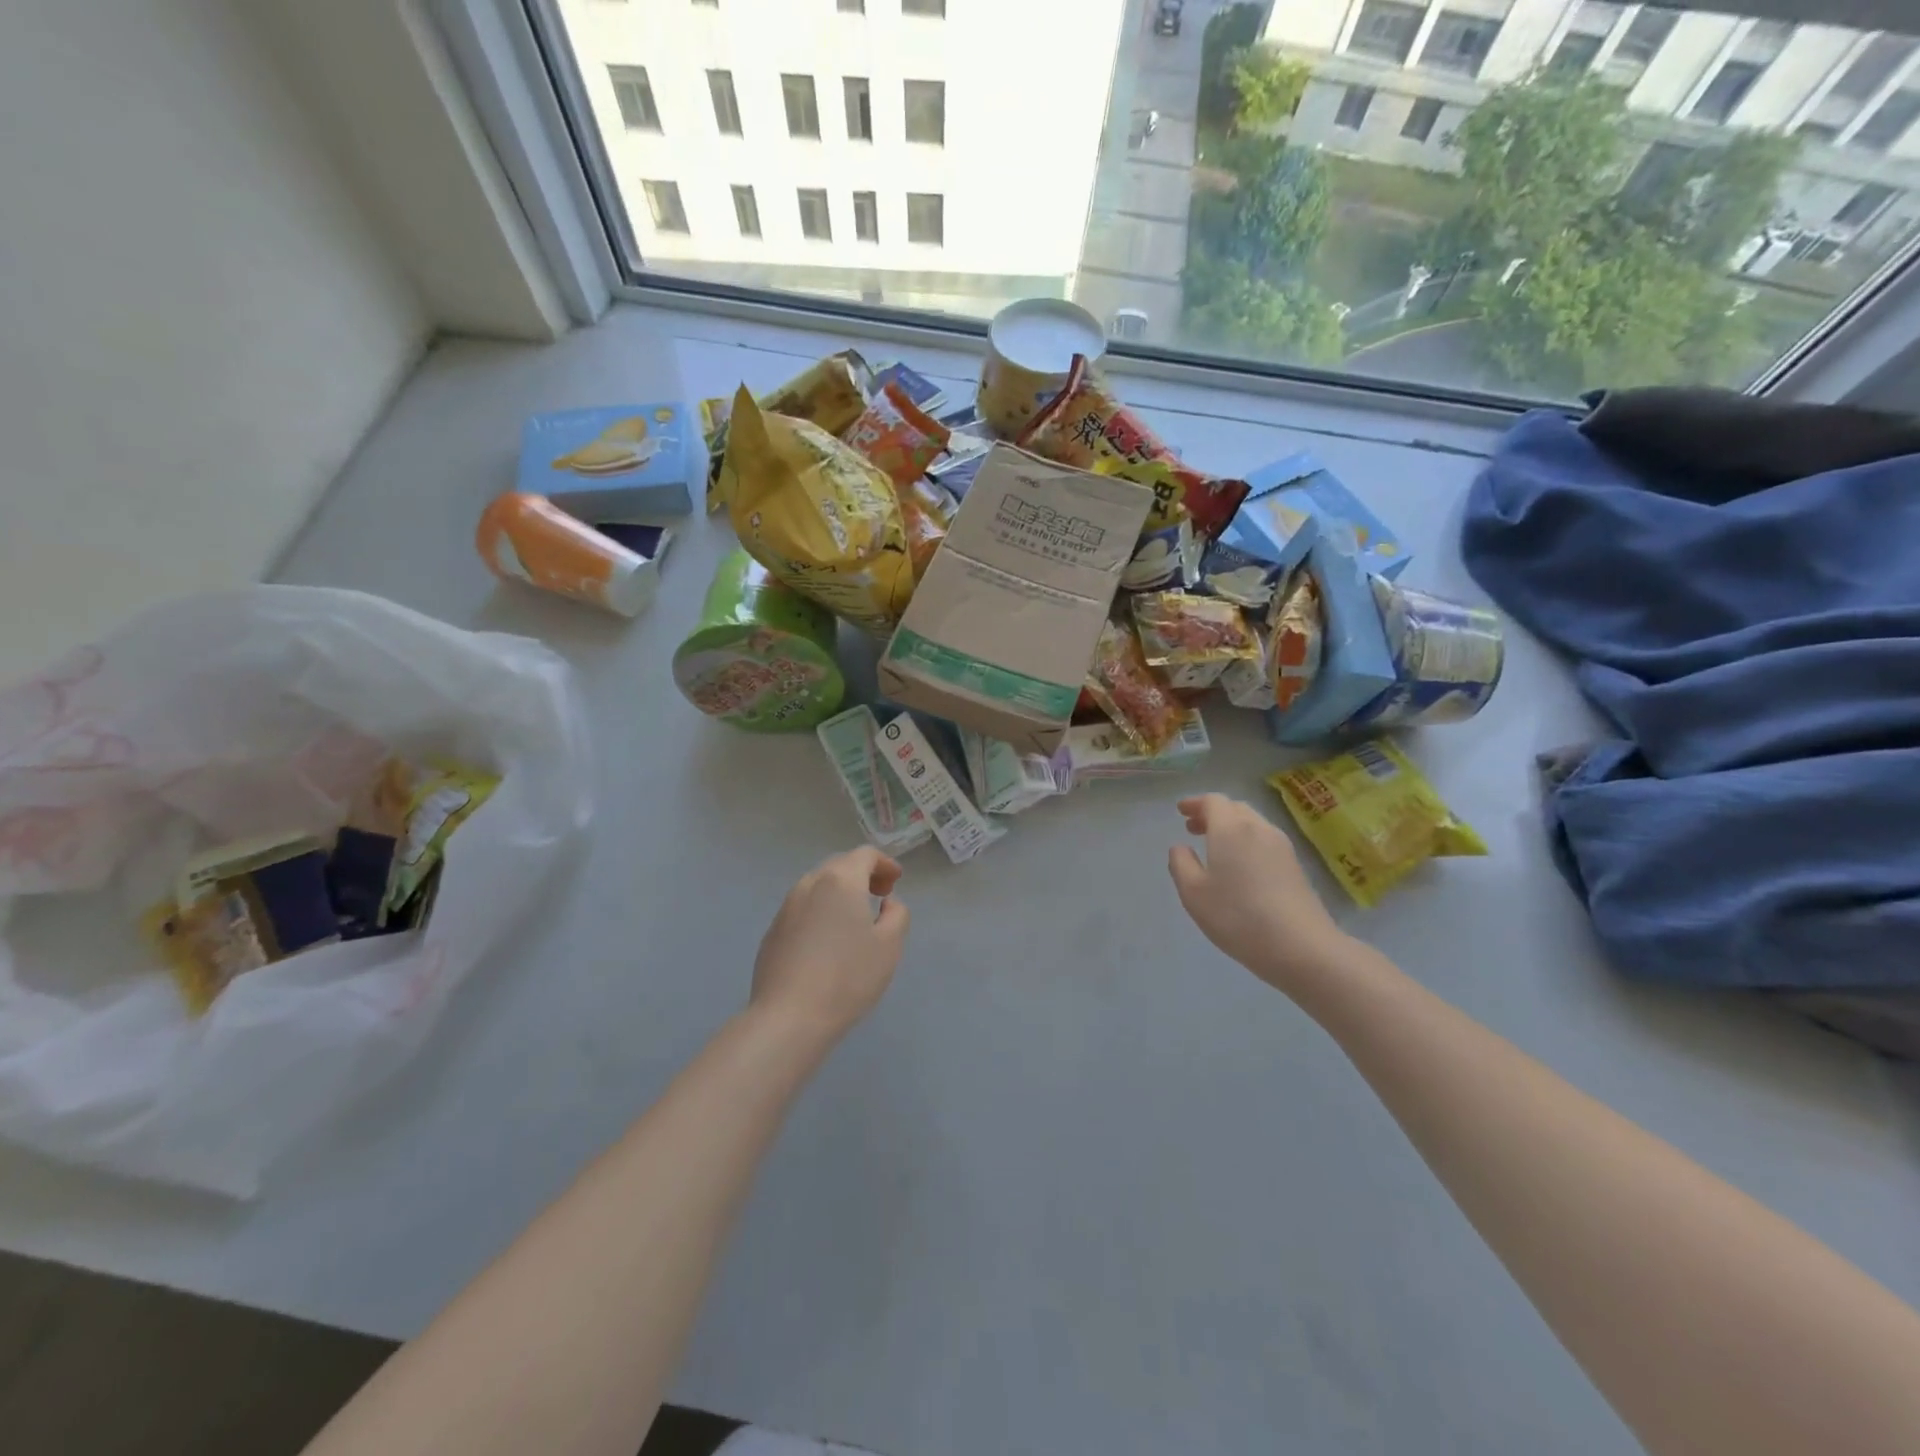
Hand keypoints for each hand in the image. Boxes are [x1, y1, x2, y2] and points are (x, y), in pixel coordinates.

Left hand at [751, 847, 909, 1040]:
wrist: (789, 1017)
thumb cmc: (848, 977)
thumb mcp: (889, 946)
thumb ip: (897, 914)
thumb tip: (886, 903)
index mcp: (840, 881)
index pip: (864, 855)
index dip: (884, 863)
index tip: (895, 881)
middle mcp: (809, 884)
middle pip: (839, 866)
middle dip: (862, 875)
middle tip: (880, 896)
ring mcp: (786, 908)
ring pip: (818, 886)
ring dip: (839, 892)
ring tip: (854, 917)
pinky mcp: (772, 931)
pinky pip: (802, 908)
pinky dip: (820, 910)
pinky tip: (827, 940)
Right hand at [1168, 794, 1353, 994]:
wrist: (1301, 947)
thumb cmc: (1238, 917)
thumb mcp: (1193, 893)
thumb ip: (1180, 864)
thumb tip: (1180, 848)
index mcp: (1231, 829)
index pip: (1213, 801)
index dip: (1195, 803)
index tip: (1181, 811)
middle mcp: (1258, 828)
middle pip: (1234, 808)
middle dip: (1212, 813)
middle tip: (1193, 828)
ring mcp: (1281, 846)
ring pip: (1252, 823)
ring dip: (1231, 827)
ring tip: (1215, 846)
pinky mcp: (1295, 865)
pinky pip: (1265, 840)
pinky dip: (1246, 840)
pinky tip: (1240, 865)